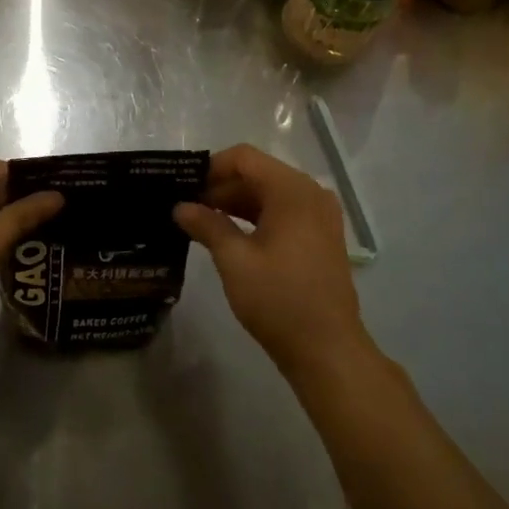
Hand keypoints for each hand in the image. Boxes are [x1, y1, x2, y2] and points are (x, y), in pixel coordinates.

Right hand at [175, 144, 370, 378]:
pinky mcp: (321, 237)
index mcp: (292, 191)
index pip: (244, 158)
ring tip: (201, 222)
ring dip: (236, 203)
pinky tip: (229, 236)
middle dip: (221, 187)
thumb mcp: (235, 261)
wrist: (328, 350)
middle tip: (186, 207)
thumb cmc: (279, 300)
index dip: (211, 167)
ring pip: (270, 194)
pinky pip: (283, 213)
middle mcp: (311, 194)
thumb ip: (207, 225)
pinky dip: (256, 218)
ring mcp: (320, 216)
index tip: (183, 187)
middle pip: (258, 174)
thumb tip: (180, 207)